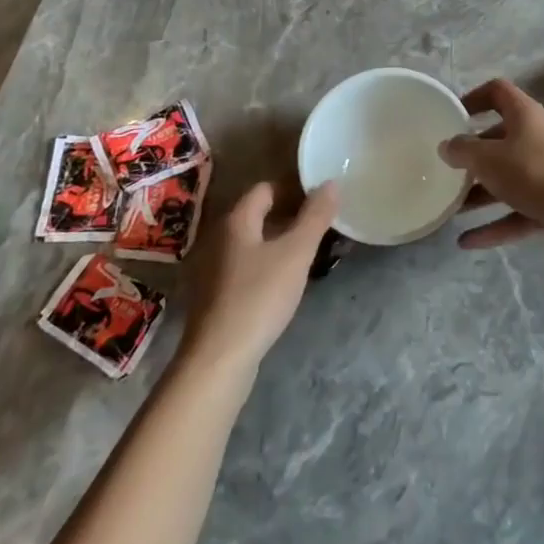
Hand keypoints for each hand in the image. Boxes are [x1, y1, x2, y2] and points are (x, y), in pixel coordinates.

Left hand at [180, 181, 337, 373]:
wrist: (218, 360)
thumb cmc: (259, 297)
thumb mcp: (296, 254)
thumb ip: (315, 217)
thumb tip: (331, 183)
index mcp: (236, 221)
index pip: (266, 188)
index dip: (293, 190)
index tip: (320, 202)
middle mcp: (219, 238)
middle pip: (257, 215)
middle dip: (289, 216)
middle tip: (319, 227)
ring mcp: (213, 268)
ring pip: (252, 242)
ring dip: (278, 242)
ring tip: (307, 254)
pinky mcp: (214, 295)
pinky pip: (244, 266)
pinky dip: (265, 265)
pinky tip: (282, 283)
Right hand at [439, 78, 543, 249]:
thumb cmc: (531, 171)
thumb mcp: (488, 158)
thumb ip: (463, 150)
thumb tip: (447, 146)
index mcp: (524, 114)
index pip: (498, 91)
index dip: (475, 97)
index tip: (454, 116)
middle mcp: (537, 137)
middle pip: (500, 138)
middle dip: (474, 154)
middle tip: (449, 167)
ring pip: (508, 178)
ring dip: (480, 193)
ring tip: (452, 208)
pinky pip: (517, 211)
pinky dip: (494, 224)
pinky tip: (466, 241)